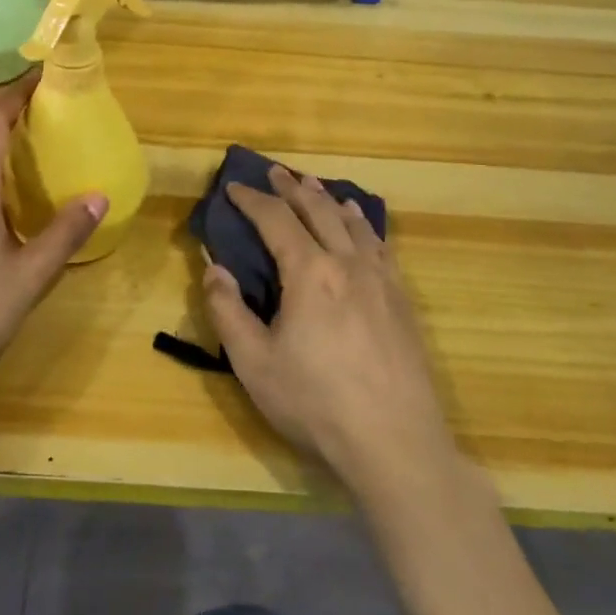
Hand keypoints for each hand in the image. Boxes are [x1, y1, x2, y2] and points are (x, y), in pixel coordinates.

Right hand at [202, 165, 456, 496]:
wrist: (395, 442)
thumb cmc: (316, 404)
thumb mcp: (254, 363)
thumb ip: (227, 311)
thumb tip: (214, 267)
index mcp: (309, 272)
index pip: (275, 220)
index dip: (252, 200)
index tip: (234, 187)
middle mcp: (347, 263)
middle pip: (317, 211)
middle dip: (291, 188)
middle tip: (274, 172)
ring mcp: (381, 279)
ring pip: (352, 223)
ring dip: (328, 200)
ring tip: (314, 187)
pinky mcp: (401, 300)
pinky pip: (380, 245)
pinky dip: (364, 224)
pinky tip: (361, 223)